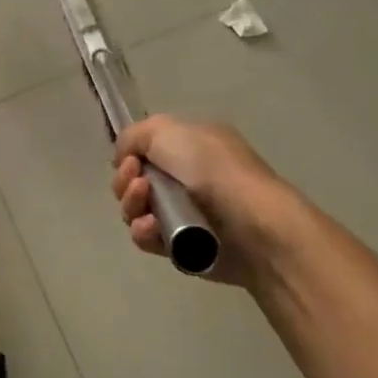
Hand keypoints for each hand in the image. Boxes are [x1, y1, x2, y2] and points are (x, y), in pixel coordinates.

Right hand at [111, 115, 313, 286]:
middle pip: (134, 180)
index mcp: (189, 146)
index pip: (145, 149)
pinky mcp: (182, 247)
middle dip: (125, 182)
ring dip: (132, 206)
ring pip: (136, 210)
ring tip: (147, 208)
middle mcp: (187, 177)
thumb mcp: (167, 130)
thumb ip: (133, 136)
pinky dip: (144, 232)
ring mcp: (185, 213)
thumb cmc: (212, 168)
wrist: (253, 224)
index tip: (131, 160)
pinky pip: (148, 238)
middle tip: (139, 184)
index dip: (130, 155)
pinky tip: (153, 229)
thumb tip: (124, 158)